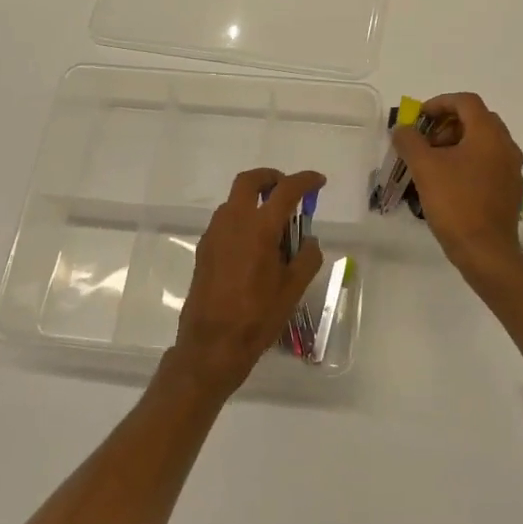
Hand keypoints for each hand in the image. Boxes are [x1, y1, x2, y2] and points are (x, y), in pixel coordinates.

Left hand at [169, 167, 325, 398]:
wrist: (212, 345)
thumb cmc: (258, 317)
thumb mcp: (293, 289)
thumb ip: (306, 257)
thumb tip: (309, 241)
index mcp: (259, 228)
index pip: (285, 191)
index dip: (305, 181)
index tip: (318, 182)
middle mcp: (233, 222)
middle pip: (249, 181)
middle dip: (270, 178)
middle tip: (287, 189)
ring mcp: (214, 235)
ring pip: (234, 202)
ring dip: (254, 201)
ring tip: (275, 225)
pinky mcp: (203, 250)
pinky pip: (225, 222)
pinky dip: (242, 220)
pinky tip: (254, 248)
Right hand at [392, 93, 522, 279]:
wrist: (486, 252)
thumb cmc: (455, 203)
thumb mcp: (424, 168)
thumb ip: (409, 141)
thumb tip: (402, 129)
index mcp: (488, 134)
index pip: (466, 101)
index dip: (439, 103)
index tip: (418, 118)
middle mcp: (506, 146)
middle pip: (477, 119)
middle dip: (448, 124)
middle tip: (425, 141)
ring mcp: (512, 169)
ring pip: (483, 142)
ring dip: (457, 143)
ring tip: (433, 163)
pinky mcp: (510, 190)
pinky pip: (489, 163)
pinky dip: (469, 162)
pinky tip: (450, 183)